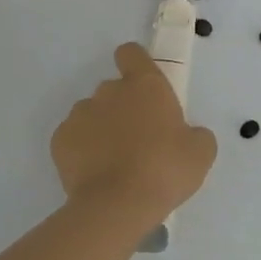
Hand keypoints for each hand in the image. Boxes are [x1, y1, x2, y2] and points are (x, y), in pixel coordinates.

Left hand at [52, 43, 217, 229]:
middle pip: (114, 89)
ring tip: (115, 163)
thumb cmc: (165, 171)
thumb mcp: (200, 153)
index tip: (144, 87)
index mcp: (145, 86)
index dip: (136, 65)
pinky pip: (74, 138)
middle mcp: (109, 91)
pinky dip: (83, 151)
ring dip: (103, 129)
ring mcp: (80, 114)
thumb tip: (186, 135)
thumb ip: (195, 134)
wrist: (117, 206)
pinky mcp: (60, 139)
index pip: (131, 53)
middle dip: (124, 108)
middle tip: (139, 140)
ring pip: (92, 114)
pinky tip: (96, 174)